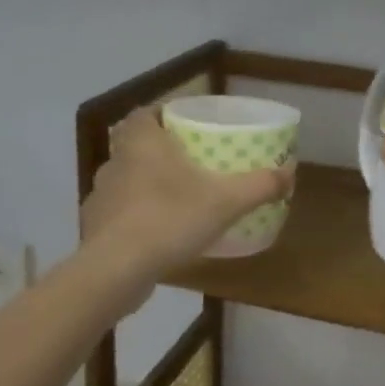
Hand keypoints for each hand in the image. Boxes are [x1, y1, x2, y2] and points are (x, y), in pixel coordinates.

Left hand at [82, 107, 295, 292]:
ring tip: (177, 200)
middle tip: (190, 162)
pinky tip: (157, 235)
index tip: (187, 126)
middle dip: (160, 152)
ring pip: (126, 180)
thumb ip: (259, 185)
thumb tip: (291, 172)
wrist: (113, 272)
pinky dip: (135, 218)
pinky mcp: (94, 229)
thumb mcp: (226, 201)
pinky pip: (119, 214)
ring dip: (147, 186)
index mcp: (142, 142)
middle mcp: (116, 161)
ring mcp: (100, 196)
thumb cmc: (168, 219)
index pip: (146, 113)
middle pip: (136, 145)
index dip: (164, 115)